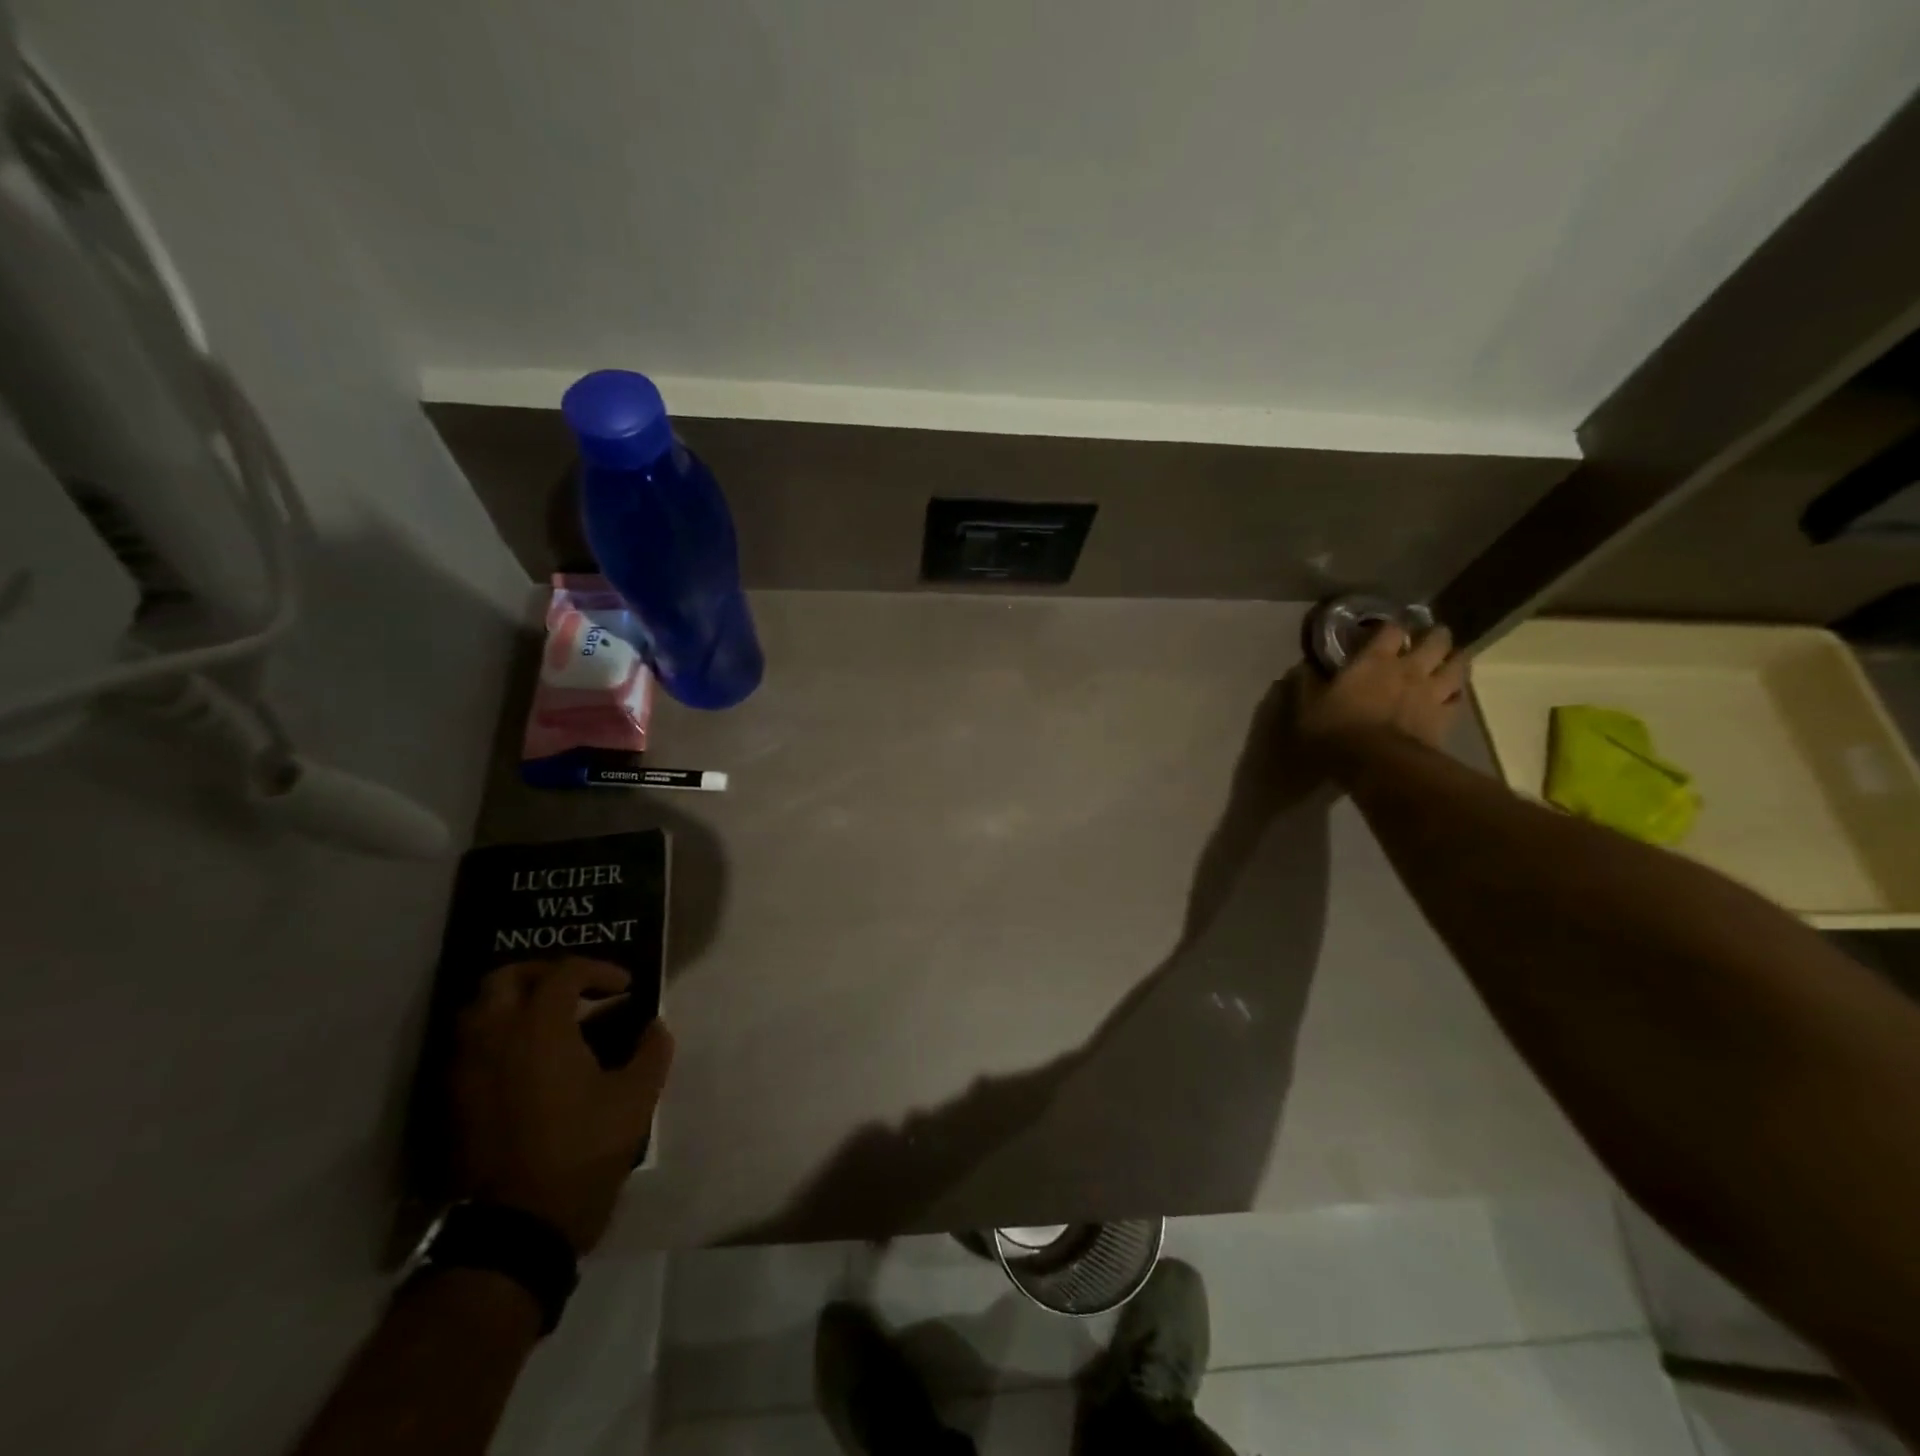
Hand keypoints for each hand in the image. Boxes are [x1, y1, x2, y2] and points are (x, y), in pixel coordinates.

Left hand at [450, 958, 673, 1252]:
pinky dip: (498, 1033)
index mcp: (539, 1028)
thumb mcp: (635, 1100)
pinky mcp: (453, 1100)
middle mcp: (494, 1036)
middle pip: (506, 977)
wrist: (515, 1228)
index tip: (625, 987)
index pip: (565, 972)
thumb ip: (651, 1052)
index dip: (599, 970)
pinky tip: (528, 1057)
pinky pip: (470, 1044)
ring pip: (479, 1009)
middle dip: (545, 973)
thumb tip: (654, 1026)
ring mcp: (466, 1068)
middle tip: (577, 989)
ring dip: (515, 1001)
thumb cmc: (581, 1153)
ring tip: (551, 1020)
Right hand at [1293, 621, 1467, 772]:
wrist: (1376, 764)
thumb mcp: (1307, 708)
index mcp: (1374, 660)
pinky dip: (1456, 693)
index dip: (1390, 627)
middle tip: (1428, 639)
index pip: (1391, 629)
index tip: (1384, 630)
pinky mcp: (1445, 717)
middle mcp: (1409, 669)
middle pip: (1436, 639)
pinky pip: (1459, 699)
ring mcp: (1432, 692)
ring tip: (1448, 661)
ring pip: (1458, 664)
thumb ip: (1307, 684)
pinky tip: (1451, 695)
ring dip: (1455, 659)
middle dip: (1435, 635)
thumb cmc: (1336, 731)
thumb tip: (1303, 667)